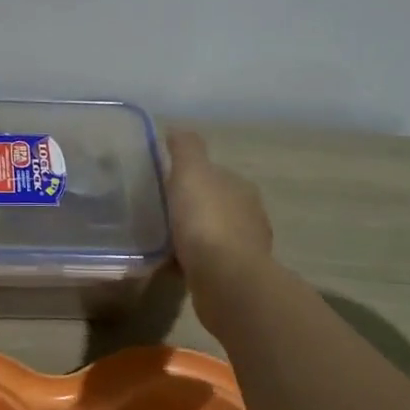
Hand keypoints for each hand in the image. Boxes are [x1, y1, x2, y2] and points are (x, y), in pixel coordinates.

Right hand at [165, 130, 272, 313]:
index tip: (165, 183)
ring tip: (162, 239)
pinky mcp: (236, 278)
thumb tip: (178, 129)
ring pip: (213, 235)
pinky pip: (209, 262)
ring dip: (194, 236)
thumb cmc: (207, 221)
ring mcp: (246, 249)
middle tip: (160, 211)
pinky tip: (173, 264)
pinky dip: (193, 261)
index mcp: (240, 188)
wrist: (226, 281)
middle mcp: (249, 216)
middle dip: (193, 207)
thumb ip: (185, 148)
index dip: (191, 176)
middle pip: (215, 204)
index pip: (215, 175)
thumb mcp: (190, 173)